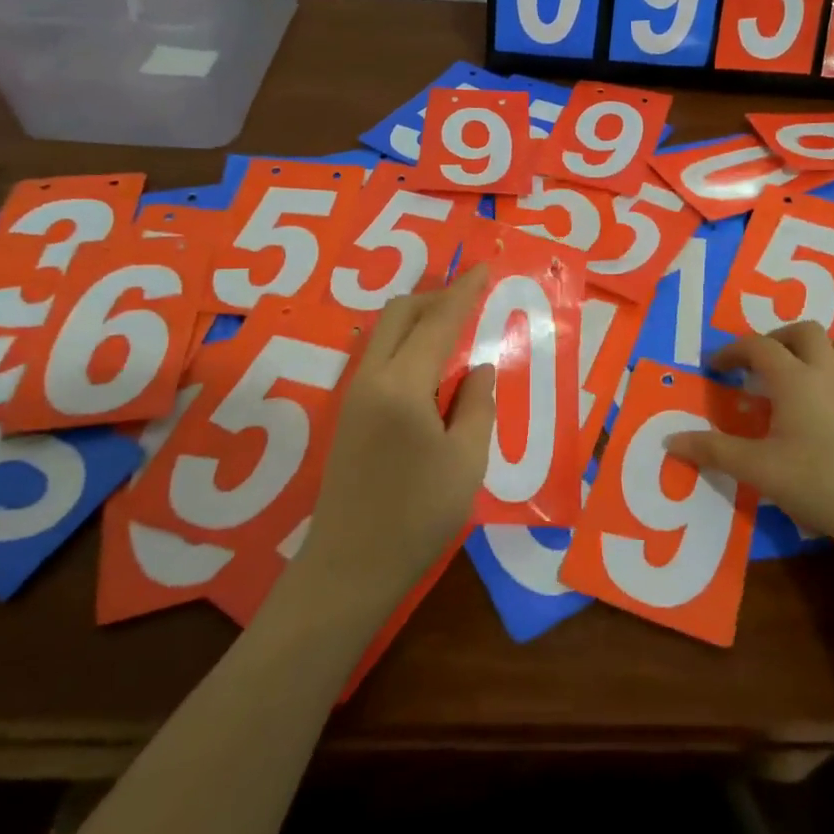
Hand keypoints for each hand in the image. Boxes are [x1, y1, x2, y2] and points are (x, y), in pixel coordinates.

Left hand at [296, 266, 496, 614]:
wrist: (350, 565)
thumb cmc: (418, 515)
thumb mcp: (466, 460)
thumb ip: (476, 404)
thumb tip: (477, 368)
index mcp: (403, 384)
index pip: (438, 321)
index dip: (464, 292)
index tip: (484, 267)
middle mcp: (371, 378)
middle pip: (400, 314)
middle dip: (436, 295)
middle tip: (470, 297)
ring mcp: (354, 394)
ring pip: (385, 332)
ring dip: (419, 318)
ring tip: (454, 325)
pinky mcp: (348, 413)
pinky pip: (379, 356)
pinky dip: (406, 343)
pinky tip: (429, 365)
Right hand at [662, 321, 833, 572]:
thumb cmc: (817, 483)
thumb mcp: (756, 469)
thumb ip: (712, 451)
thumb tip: (670, 439)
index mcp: (795, 381)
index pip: (759, 347)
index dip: (732, 350)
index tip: (714, 367)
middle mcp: (829, 377)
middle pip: (807, 332)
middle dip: (779, 337)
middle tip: (760, 361)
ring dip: (825, 349)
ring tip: (804, 368)